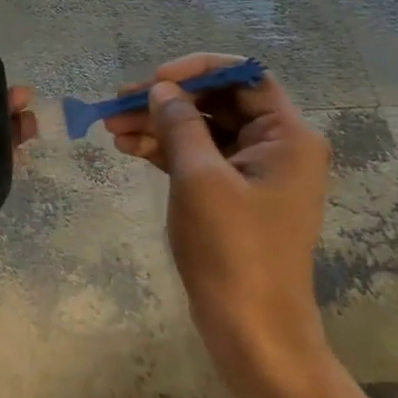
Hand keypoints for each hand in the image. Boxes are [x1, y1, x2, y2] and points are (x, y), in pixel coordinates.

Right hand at [105, 53, 333, 397]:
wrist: (251, 327)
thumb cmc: (232, 249)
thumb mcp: (200, 179)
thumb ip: (180, 125)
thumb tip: (162, 89)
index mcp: (286, 136)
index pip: (244, 78)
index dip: (197, 70)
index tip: (154, 80)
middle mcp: (275, 147)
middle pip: (218, 102)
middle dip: (167, 100)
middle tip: (116, 104)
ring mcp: (252, 173)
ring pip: (201, 130)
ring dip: (158, 125)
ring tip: (111, 129)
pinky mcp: (231, 195)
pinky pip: (197, 158)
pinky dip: (164, 150)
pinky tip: (128, 149)